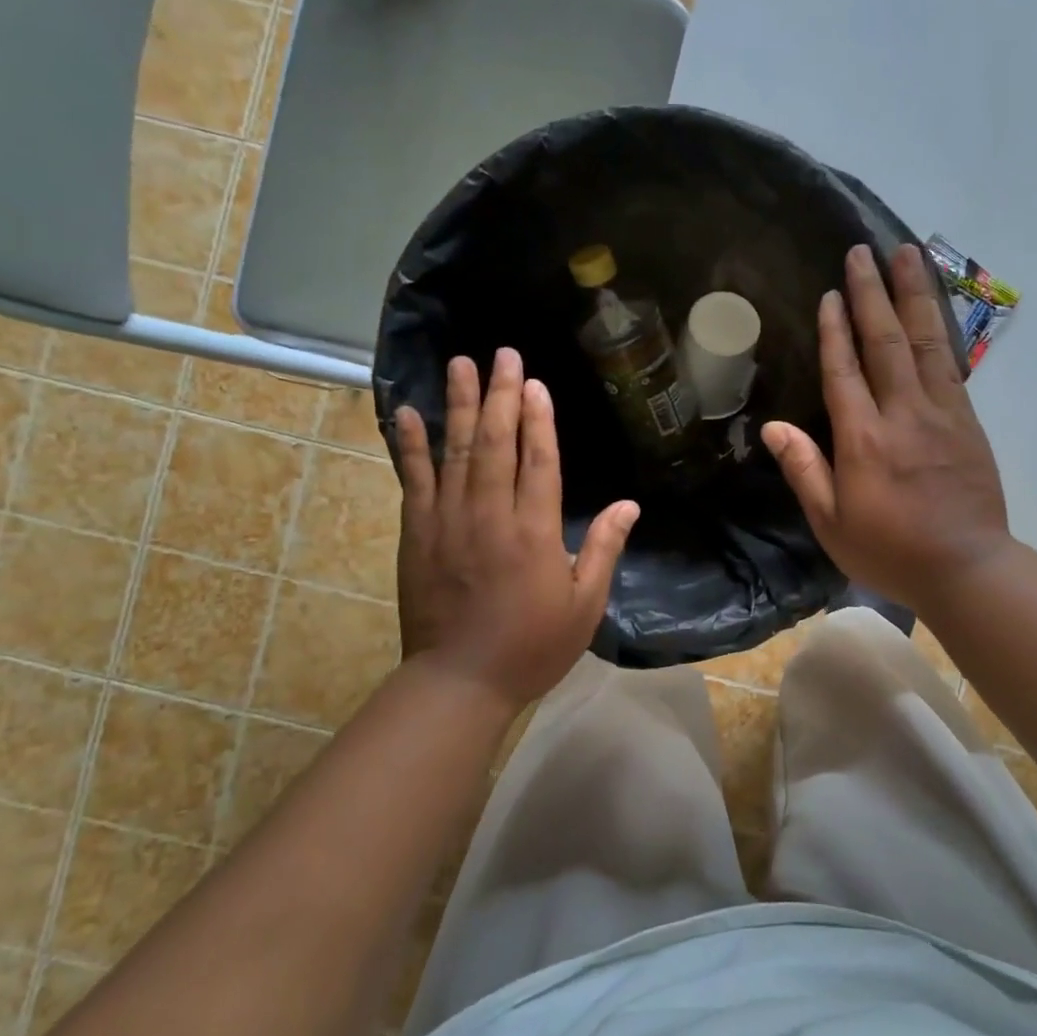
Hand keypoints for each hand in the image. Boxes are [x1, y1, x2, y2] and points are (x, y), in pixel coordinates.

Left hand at [396, 349, 638, 710]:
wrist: (459, 681)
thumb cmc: (531, 646)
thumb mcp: (583, 605)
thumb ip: (603, 550)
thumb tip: (630, 505)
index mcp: (534, 532)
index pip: (539, 461)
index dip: (539, 419)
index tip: (536, 383)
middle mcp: (490, 515)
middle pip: (497, 443)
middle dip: (502, 395)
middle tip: (504, 354)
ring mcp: (448, 521)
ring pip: (456, 451)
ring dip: (460, 405)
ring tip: (461, 364)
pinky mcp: (418, 533)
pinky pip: (414, 480)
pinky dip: (409, 445)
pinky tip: (407, 412)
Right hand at [763, 243, 1011, 612]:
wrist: (967, 568)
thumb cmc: (890, 550)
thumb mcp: (831, 523)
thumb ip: (804, 470)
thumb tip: (773, 427)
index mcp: (864, 439)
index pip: (844, 371)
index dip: (835, 329)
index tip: (830, 293)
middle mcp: (904, 414)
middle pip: (885, 341)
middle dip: (872, 293)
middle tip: (864, 251)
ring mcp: (942, 412)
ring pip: (925, 341)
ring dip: (913, 294)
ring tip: (907, 254)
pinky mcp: (968, 420)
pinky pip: (950, 363)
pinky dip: (939, 328)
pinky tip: (933, 308)